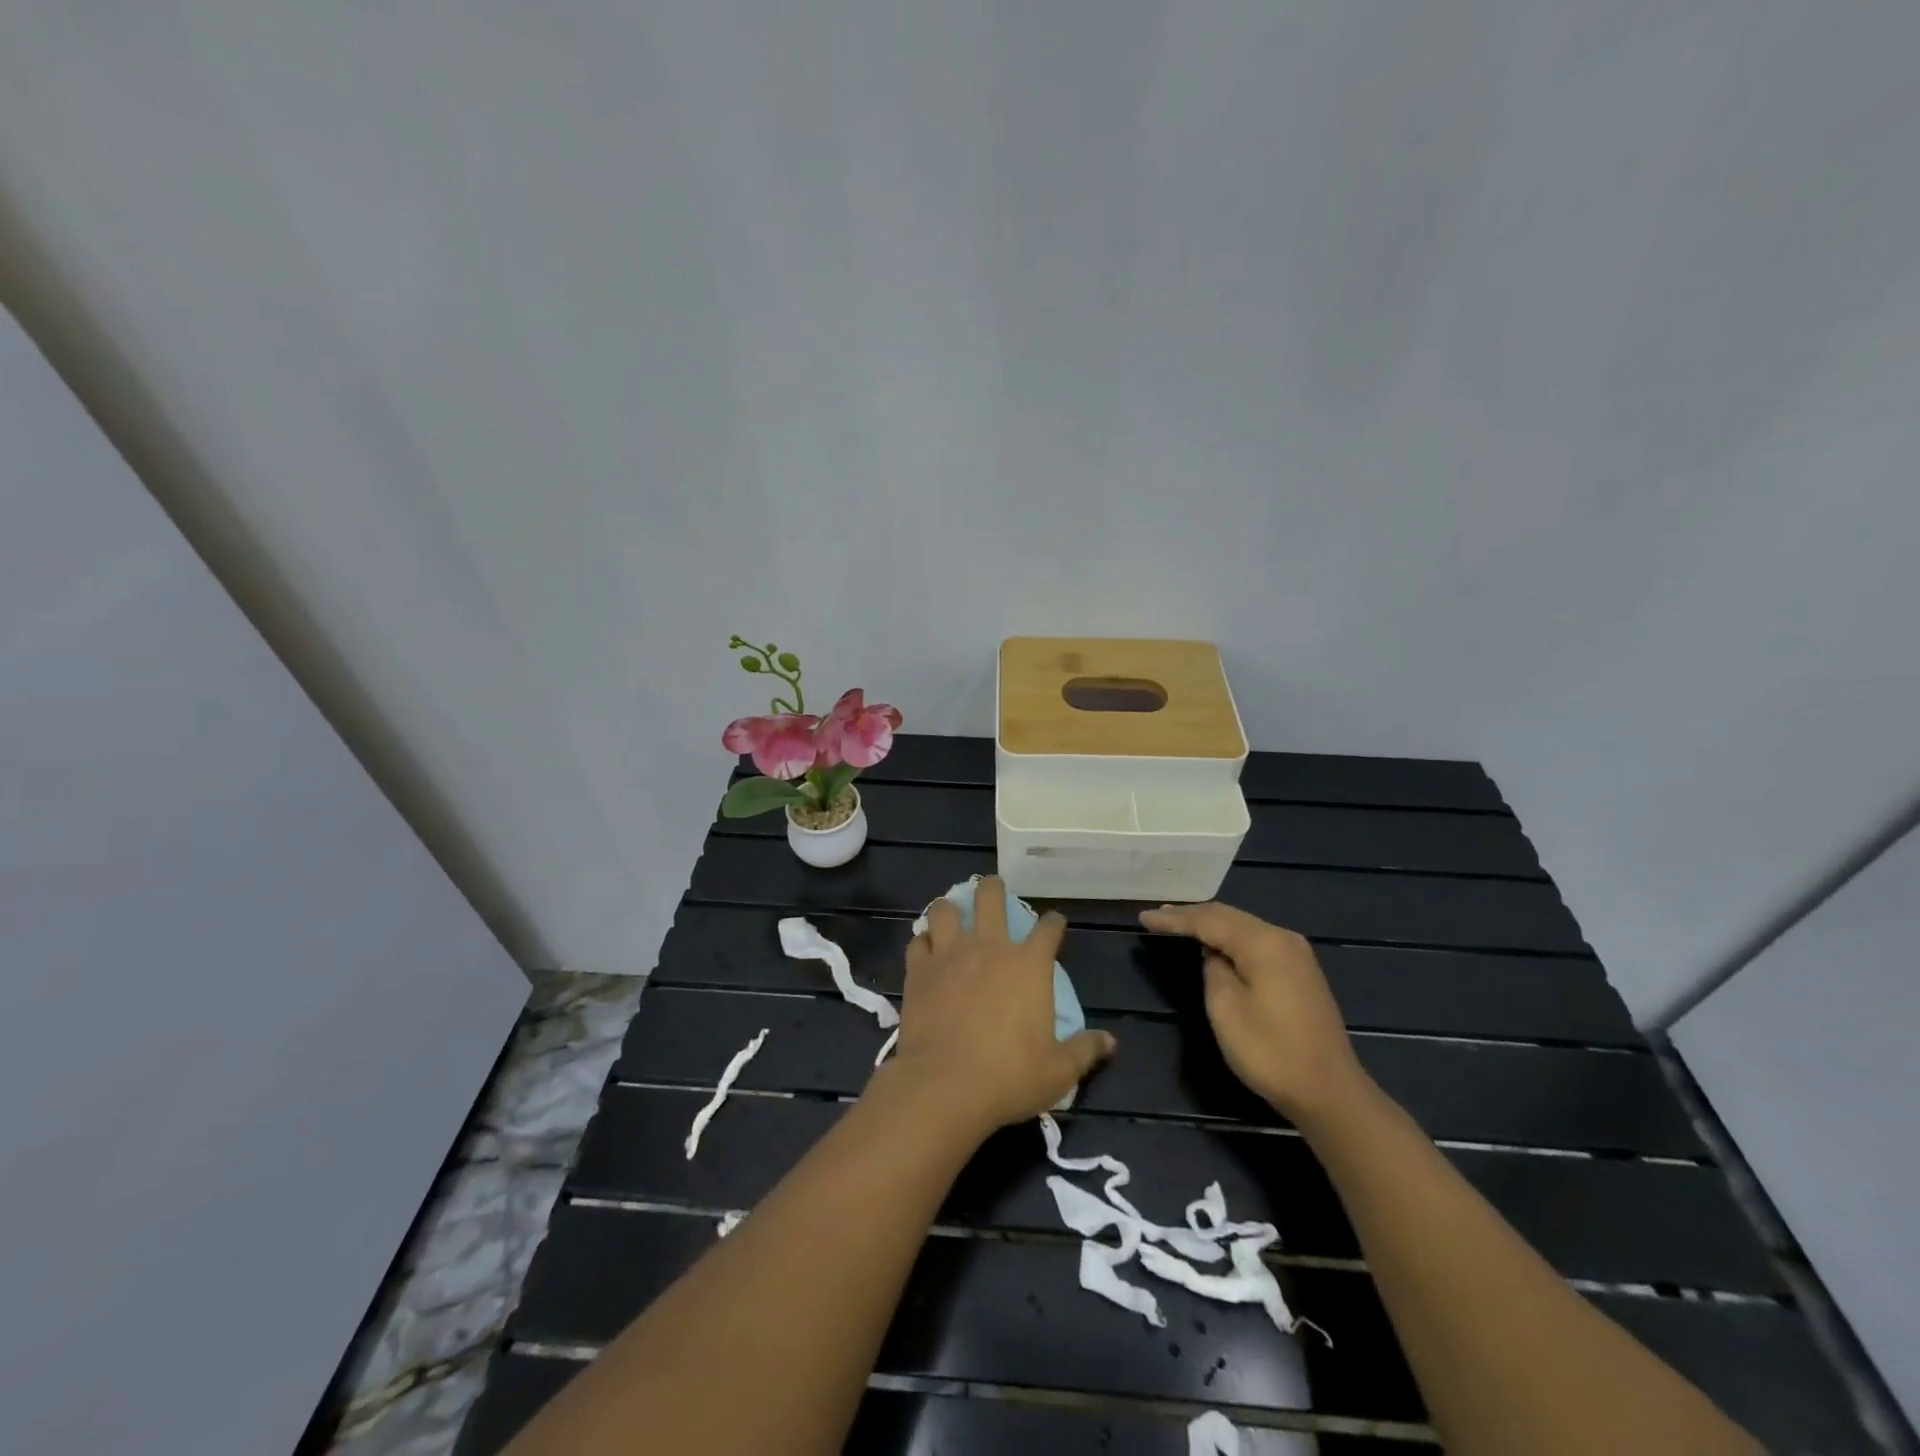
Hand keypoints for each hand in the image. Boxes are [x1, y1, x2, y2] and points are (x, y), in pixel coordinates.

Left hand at [881, 877, 1116, 1138]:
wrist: (944, 1085)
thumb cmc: (1009, 1076)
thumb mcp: (1058, 1071)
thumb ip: (1085, 1051)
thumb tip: (1111, 1043)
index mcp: (1029, 965)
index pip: (1048, 928)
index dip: (1054, 923)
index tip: (1055, 925)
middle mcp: (990, 947)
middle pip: (991, 897)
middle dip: (993, 888)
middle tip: (993, 890)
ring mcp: (950, 954)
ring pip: (945, 909)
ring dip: (950, 909)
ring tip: (952, 915)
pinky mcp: (919, 970)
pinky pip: (918, 941)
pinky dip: (923, 942)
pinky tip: (926, 951)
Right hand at [1139, 901, 1366, 1124]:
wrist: (1329, 1092)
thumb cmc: (1271, 1051)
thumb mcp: (1226, 1009)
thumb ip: (1213, 969)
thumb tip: (1214, 955)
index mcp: (1263, 942)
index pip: (1208, 921)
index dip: (1174, 919)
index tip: (1144, 918)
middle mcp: (1282, 938)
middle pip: (1228, 916)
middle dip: (1191, 915)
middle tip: (1157, 915)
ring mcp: (1295, 954)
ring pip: (1243, 927)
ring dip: (1210, 924)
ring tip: (1179, 922)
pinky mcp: (1300, 972)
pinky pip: (1256, 941)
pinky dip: (1230, 937)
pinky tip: (1214, 942)